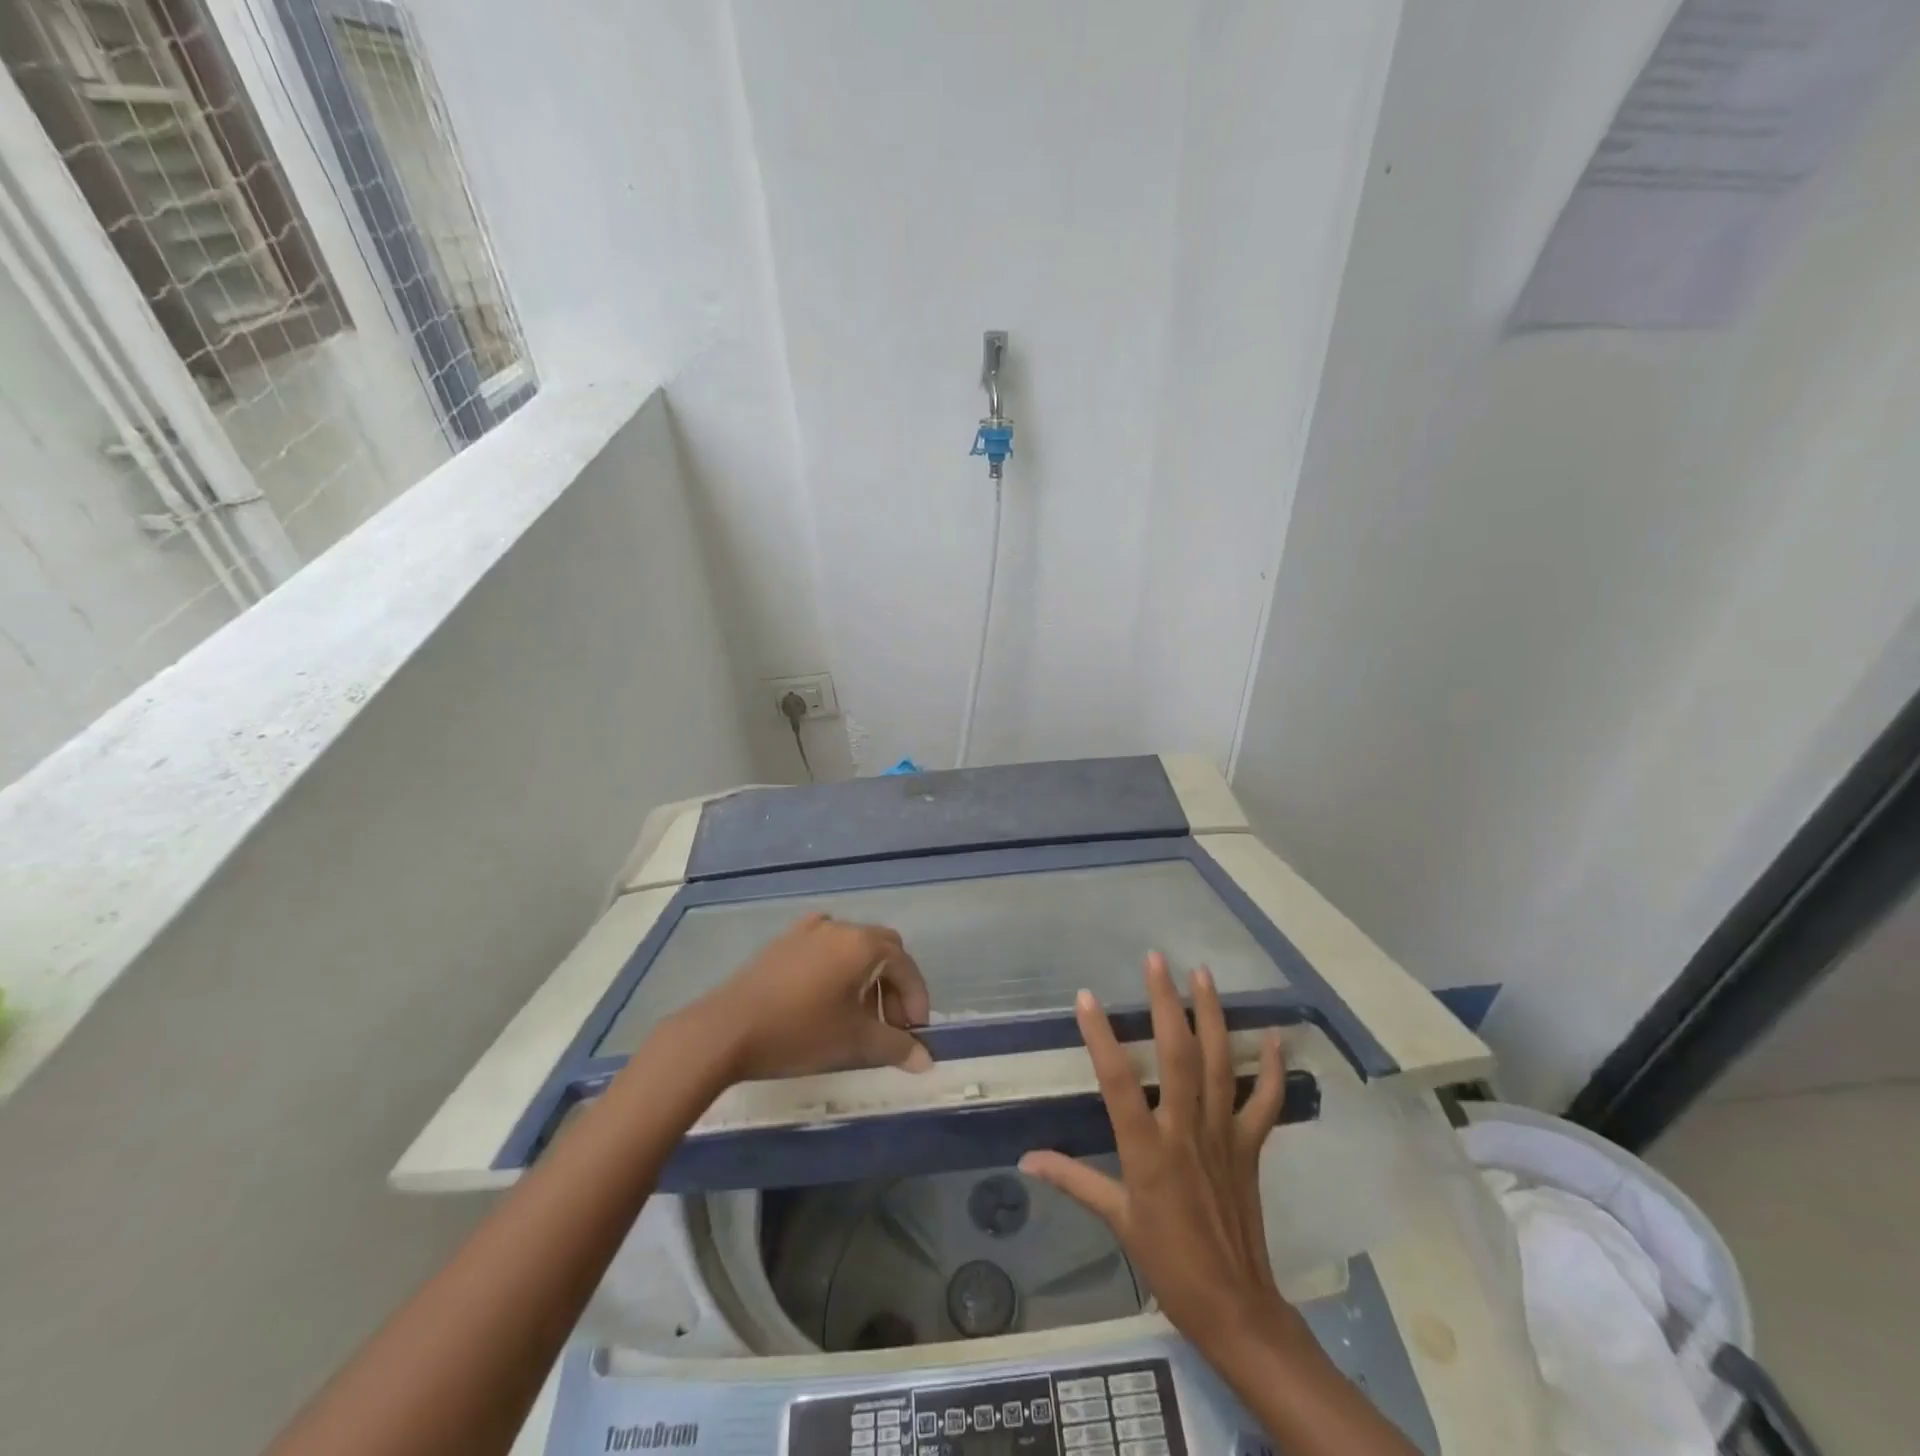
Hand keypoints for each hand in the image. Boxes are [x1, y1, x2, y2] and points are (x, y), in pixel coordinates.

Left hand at [690, 913, 931, 1081]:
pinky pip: (825, 945)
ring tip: (858, 1016)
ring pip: (854, 946)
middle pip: (884, 949)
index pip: (905, 966)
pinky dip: (838, 966)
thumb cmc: (798, 1032)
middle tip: (890, 1025)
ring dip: (867, 977)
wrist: (725, 1030)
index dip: (917, 999)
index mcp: (862, 944)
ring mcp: (808, 931)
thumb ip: (895, 1047)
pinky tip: (827, 992)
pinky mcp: (784, 942)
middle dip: (894, 986)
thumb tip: (926, 1060)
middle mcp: (839, 927)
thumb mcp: (853, 1042)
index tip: (915, 1033)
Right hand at [1020, 953, 1300, 1359]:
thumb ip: (1072, 1180)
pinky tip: (1275, 1035)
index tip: (1086, 997)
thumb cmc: (1167, 1262)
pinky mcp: (1250, 1146)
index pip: (1118, 1082)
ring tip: (1204, 974)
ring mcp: (1223, 1134)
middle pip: (1178, 1055)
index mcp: (1147, 1149)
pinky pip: (1265, 1101)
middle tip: (1157, 960)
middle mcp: (1185, 1130)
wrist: (1234, 1306)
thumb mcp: (1116, 1221)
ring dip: (1213, 1015)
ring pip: (1220, 1064)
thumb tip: (1027, 1158)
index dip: (1101, 1037)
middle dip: (1166, 1003)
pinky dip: (1273, 1068)